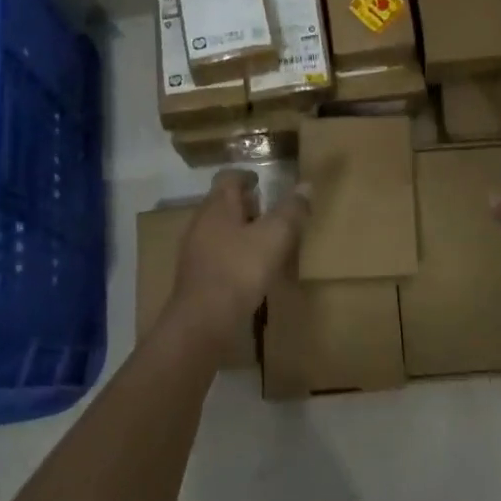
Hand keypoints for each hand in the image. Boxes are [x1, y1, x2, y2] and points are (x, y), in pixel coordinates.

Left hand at [166, 169, 308, 350]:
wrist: (203, 324)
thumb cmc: (239, 270)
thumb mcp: (275, 236)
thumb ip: (291, 210)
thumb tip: (306, 185)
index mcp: (217, 206)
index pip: (228, 178)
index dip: (245, 175)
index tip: (262, 180)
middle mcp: (201, 223)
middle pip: (222, 204)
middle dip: (245, 205)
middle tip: (270, 211)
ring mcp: (195, 252)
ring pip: (220, 231)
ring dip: (240, 231)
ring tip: (265, 241)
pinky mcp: (196, 278)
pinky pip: (217, 256)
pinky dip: (234, 255)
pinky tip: (251, 271)